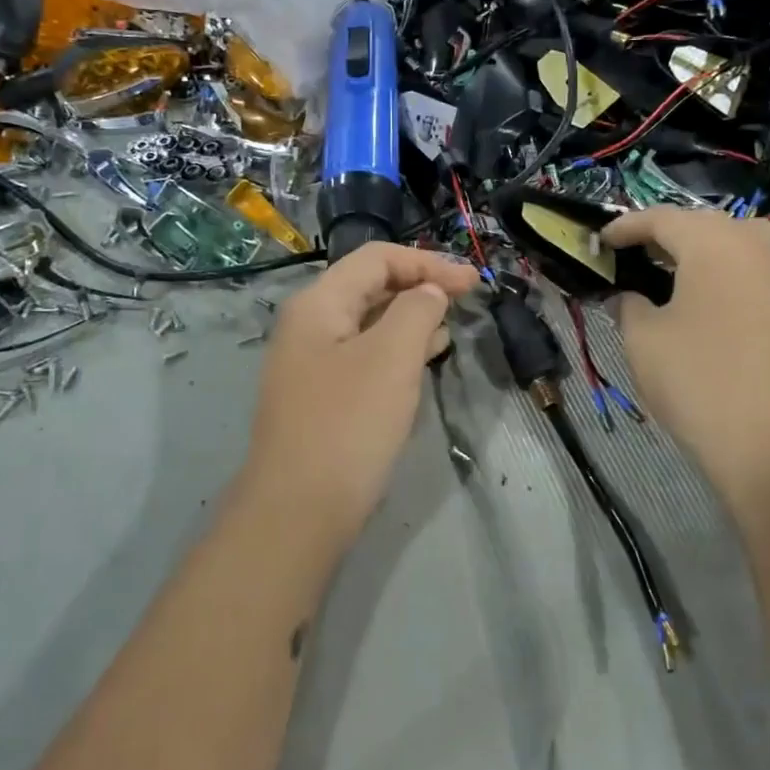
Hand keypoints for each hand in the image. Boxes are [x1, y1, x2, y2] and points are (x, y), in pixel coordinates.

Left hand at [237, 244, 478, 547]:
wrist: (298, 511)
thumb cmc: (348, 424)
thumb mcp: (392, 358)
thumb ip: (416, 311)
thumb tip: (429, 291)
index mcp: (318, 303)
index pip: (376, 259)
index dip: (426, 262)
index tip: (470, 283)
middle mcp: (309, 325)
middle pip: (369, 286)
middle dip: (418, 285)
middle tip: (463, 300)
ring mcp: (311, 362)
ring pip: (368, 322)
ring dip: (410, 317)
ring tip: (450, 326)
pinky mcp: (322, 396)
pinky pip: (364, 355)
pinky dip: (396, 349)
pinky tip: (424, 358)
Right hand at [604, 209, 769, 504]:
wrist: (767, 444)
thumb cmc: (695, 382)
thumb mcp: (641, 339)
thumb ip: (627, 303)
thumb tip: (626, 295)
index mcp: (713, 244)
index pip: (661, 218)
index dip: (627, 226)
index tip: (601, 241)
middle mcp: (757, 245)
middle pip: (704, 223)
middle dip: (667, 235)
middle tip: (634, 256)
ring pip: (742, 241)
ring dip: (708, 248)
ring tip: (680, 271)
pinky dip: (745, 269)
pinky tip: (733, 292)